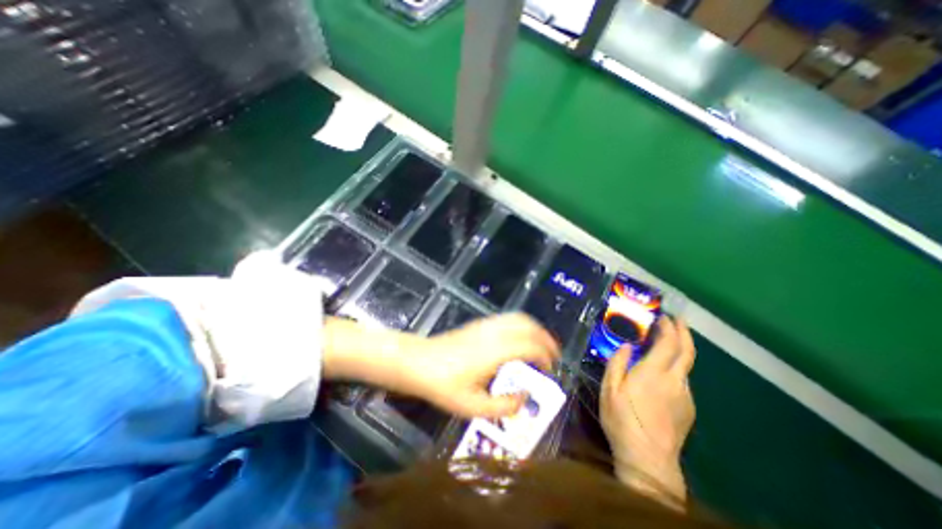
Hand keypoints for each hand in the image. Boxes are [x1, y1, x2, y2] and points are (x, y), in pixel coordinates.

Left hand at [323, 311, 557, 418]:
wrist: (418, 362)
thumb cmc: (443, 385)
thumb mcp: (473, 406)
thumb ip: (503, 406)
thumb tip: (525, 398)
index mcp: (495, 351)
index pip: (530, 346)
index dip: (545, 356)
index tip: (550, 371)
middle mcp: (494, 332)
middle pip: (528, 325)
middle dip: (545, 338)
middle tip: (552, 356)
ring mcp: (486, 324)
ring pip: (519, 317)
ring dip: (534, 329)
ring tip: (540, 347)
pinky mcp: (479, 323)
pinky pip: (508, 318)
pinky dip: (522, 326)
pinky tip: (519, 341)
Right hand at [599, 315, 694, 505]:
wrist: (648, 459)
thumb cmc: (622, 419)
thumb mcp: (609, 388)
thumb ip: (617, 362)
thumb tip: (627, 345)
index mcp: (654, 373)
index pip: (669, 344)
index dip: (669, 328)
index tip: (663, 316)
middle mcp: (675, 381)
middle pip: (687, 351)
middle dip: (684, 332)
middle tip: (678, 319)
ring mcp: (685, 395)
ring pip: (686, 367)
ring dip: (679, 350)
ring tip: (666, 343)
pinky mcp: (688, 408)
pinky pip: (683, 381)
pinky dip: (676, 368)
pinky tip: (663, 372)